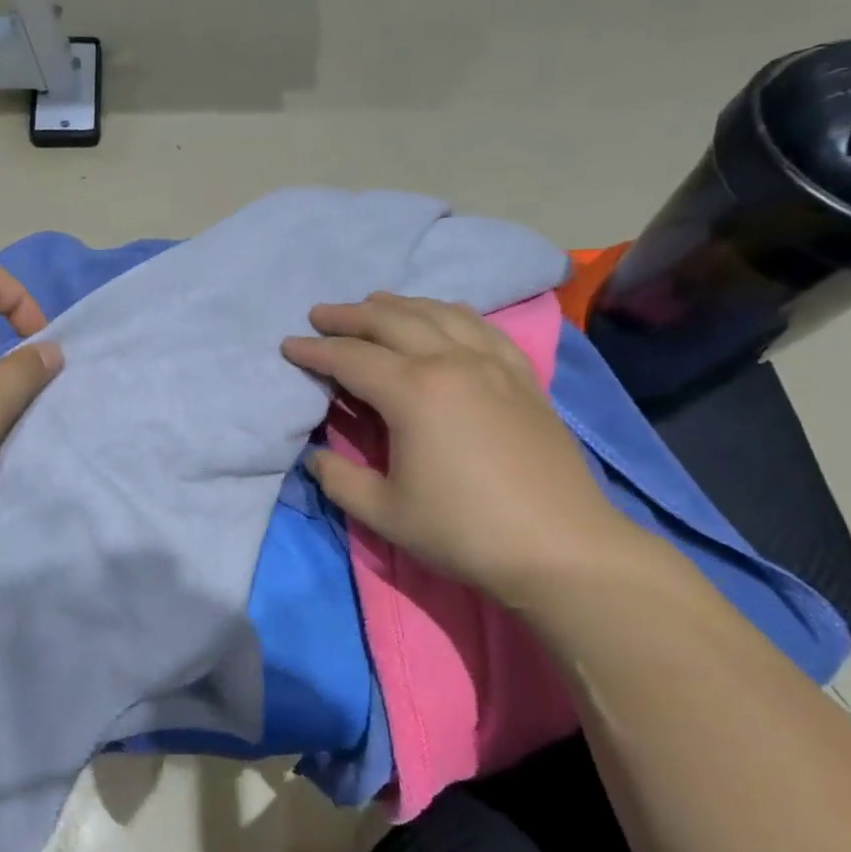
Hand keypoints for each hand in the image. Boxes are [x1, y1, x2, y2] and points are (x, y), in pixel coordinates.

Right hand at [283, 293, 645, 610]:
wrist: (562, 547)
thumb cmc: (464, 531)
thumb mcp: (384, 512)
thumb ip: (339, 478)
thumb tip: (316, 456)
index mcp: (413, 392)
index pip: (350, 358)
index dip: (315, 351)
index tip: (289, 345)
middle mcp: (452, 362)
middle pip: (392, 321)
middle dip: (349, 315)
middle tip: (320, 314)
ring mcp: (493, 364)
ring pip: (438, 314)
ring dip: (399, 305)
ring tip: (373, 304)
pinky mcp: (523, 377)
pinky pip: (482, 327)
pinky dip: (453, 313)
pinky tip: (444, 315)